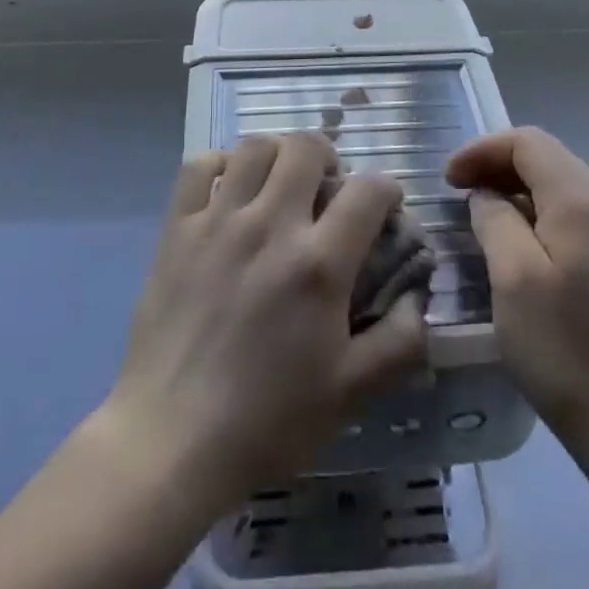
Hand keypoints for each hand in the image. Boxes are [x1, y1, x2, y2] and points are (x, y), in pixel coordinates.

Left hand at [100, 132, 429, 507]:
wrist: (171, 441)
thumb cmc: (267, 421)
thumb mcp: (351, 395)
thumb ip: (400, 341)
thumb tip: (417, 294)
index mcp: (318, 263)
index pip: (368, 190)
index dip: (387, 189)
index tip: (385, 208)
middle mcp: (270, 224)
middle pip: (307, 147)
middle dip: (329, 157)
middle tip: (329, 188)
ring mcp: (218, 220)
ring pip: (255, 147)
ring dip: (277, 155)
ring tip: (281, 183)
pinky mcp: (177, 228)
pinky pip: (198, 166)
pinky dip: (220, 164)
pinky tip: (229, 189)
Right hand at [445, 127, 588, 469]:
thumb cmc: (563, 351)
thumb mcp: (512, 278)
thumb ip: (494, 220)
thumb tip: (488, 197)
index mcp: (582, 203)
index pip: (528, 142)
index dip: (482, 150)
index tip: (449, 179)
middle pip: (548, 159)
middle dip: (499, 164)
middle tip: (460, 191)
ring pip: (563, 188)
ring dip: (519, 189)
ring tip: (484, 216)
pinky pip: (577, 219)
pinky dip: (541, 214)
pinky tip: (522, 248)